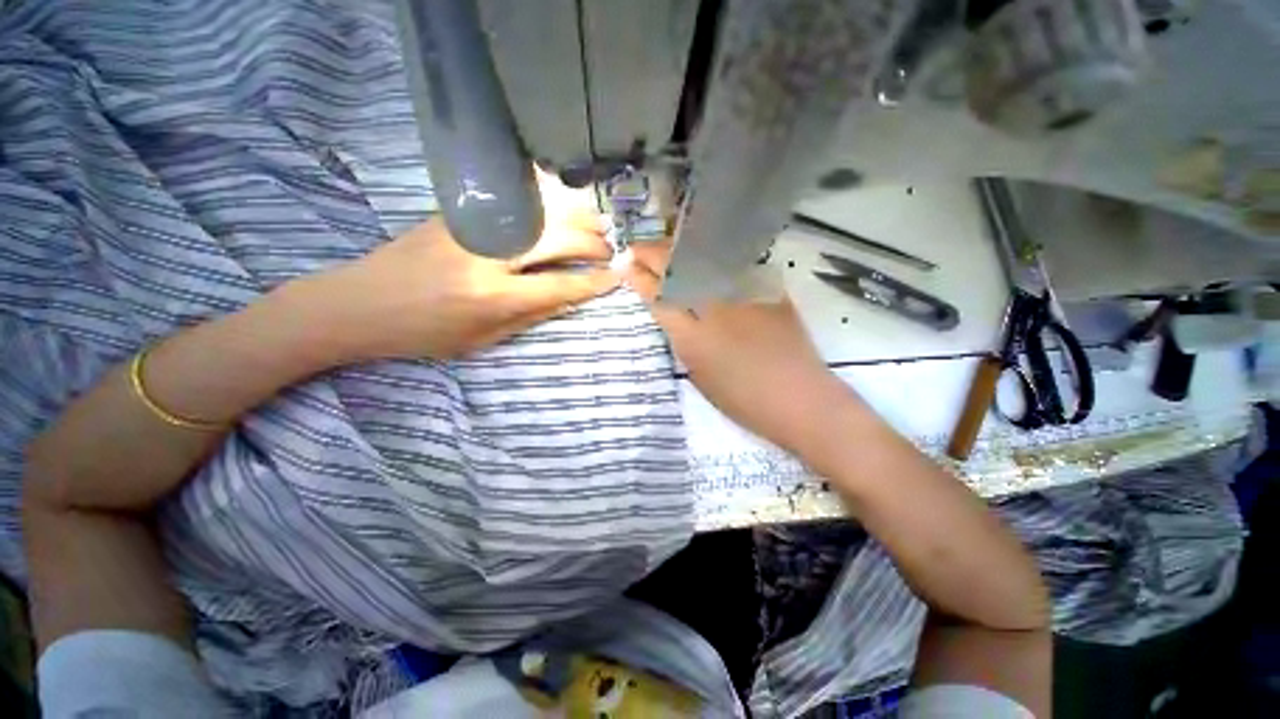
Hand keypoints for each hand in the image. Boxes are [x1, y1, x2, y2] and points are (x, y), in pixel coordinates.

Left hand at [299, 214, 619, 361]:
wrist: (360, 302)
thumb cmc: (425, 333)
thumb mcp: (483, 340)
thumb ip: (532, 316)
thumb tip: (571, 296)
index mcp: (494, 297)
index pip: (562, 285)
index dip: (595, 281)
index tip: (618, 276)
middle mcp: (489, 256)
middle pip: (559, 240)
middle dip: (593, 244)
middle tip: (610, 250)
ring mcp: (473, 226)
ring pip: (542, 212)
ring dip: (577, 217)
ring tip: (596, 225)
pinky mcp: (460, 210)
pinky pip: (516, 201)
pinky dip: (549, 202)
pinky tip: (564, 207)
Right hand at [626, 241, 852, 455]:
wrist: (800, 398)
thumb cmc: (743, 399)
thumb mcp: (698, 374)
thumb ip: (682, 340)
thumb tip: (671, 313)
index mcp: (693, 337)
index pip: (657, 297)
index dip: (638, 278)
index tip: (625, 265)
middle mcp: (714, 308)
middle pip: (676, 271)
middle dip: (652, 255)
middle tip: (638, 249)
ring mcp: (743, 294)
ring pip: (703, 261)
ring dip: (678, 251)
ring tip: (664, 246)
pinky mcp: (767, 289)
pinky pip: (733, 265)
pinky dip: (712, 258)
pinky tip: (704, 253)